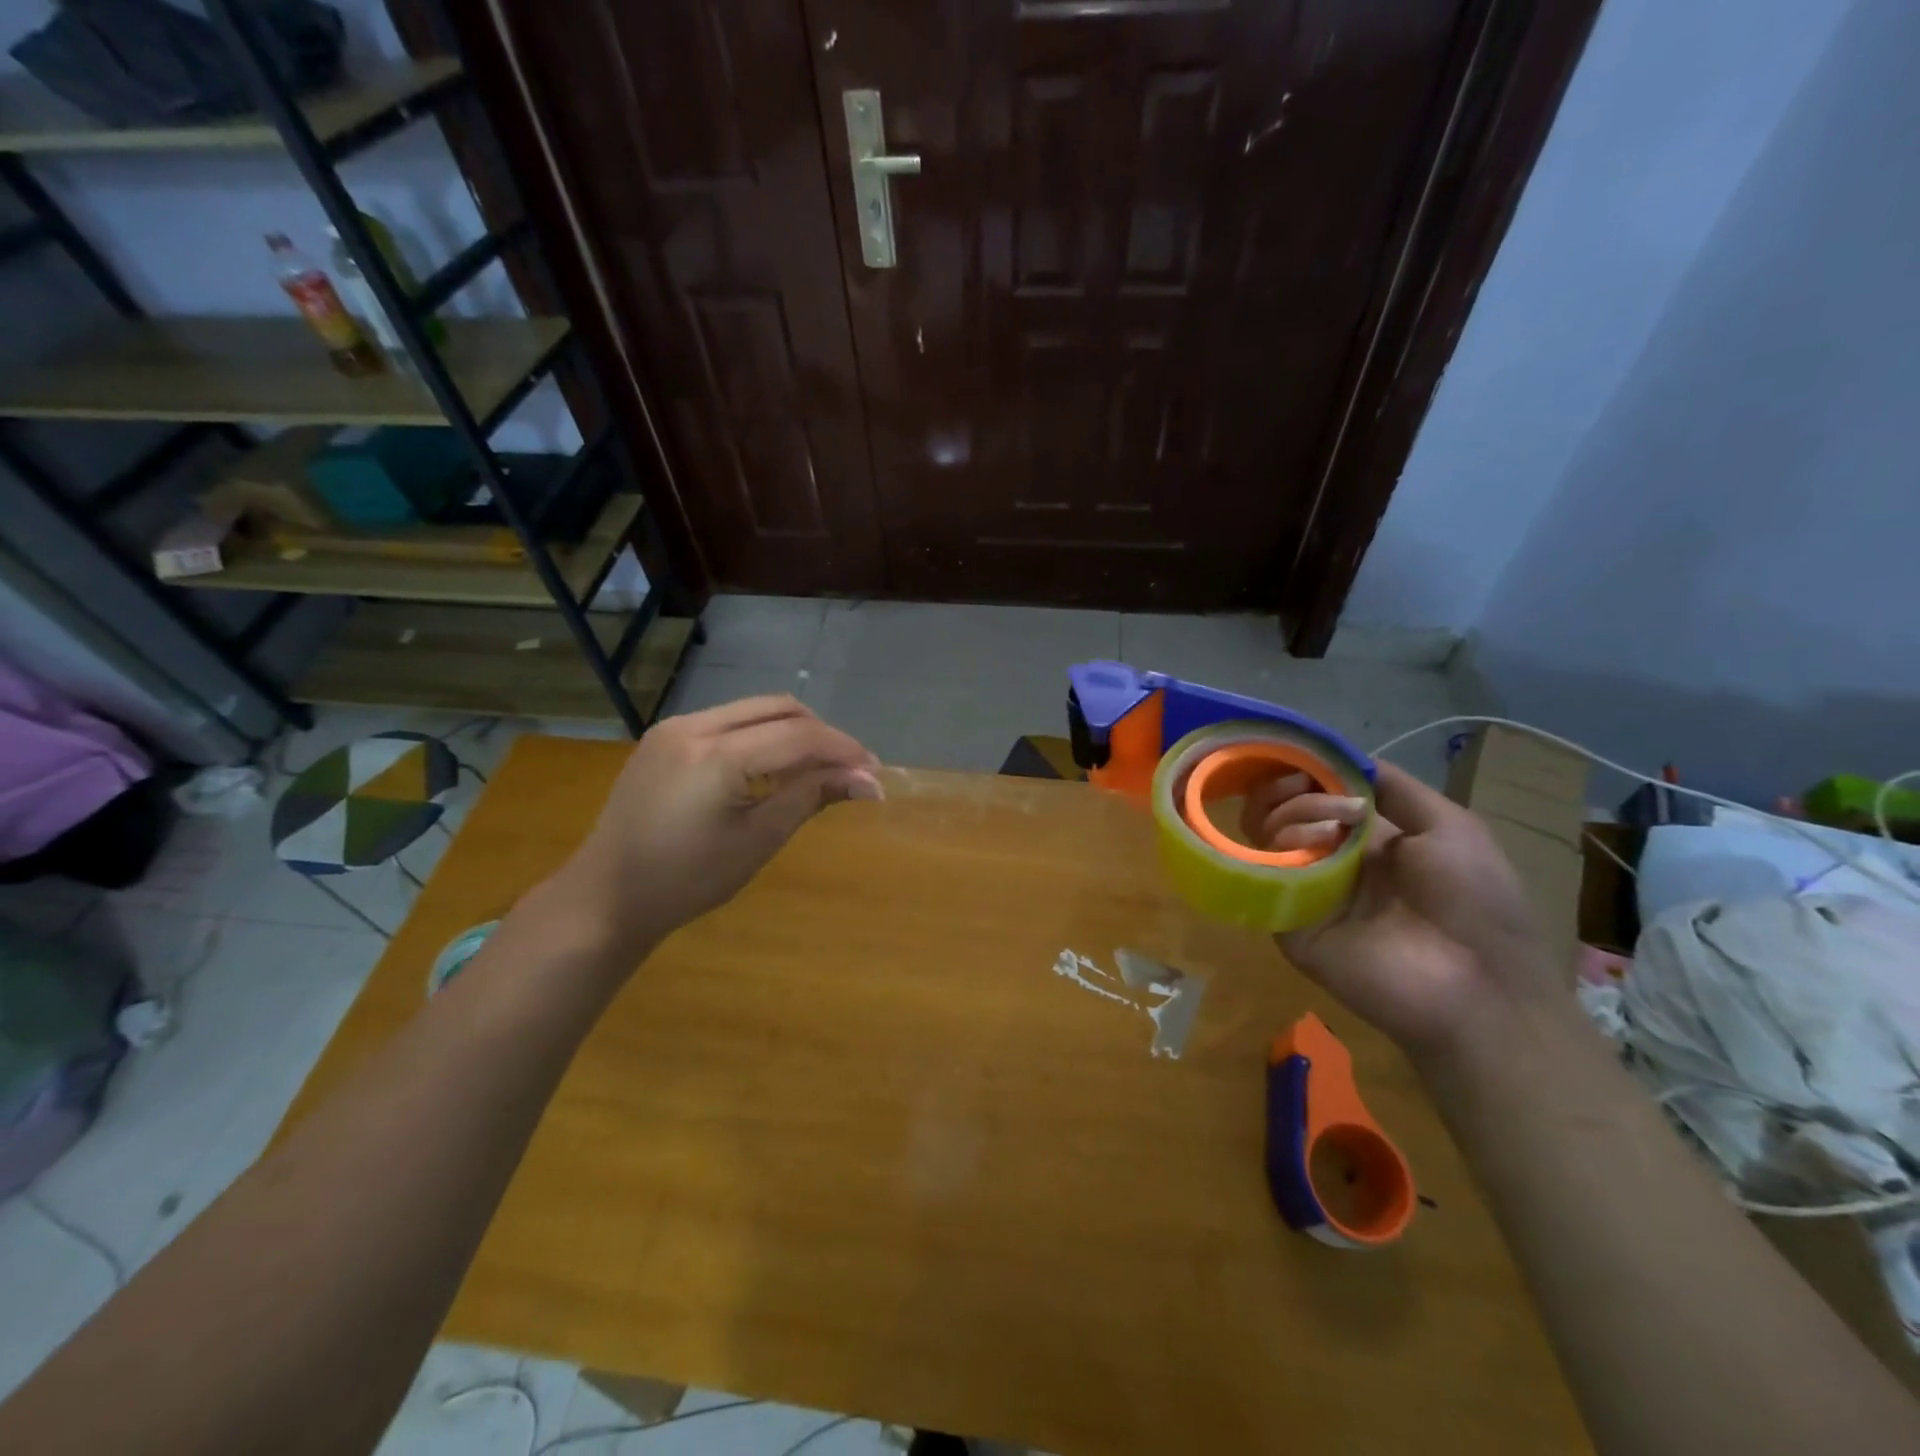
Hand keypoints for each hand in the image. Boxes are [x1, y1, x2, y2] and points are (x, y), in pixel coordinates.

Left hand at [552, 696, 880, 958]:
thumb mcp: (756, 842)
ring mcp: (675, 727)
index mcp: (716, 757)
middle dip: (822, 734)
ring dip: (793, 732)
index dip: (843, 749)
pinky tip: (772, 768)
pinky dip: (762, 736)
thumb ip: (810, 798)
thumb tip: (866, 781)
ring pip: (755, 709)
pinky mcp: (666, 736)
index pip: (798, 736)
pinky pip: (729, 721)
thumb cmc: (685, 881)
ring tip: (815, 770)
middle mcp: (694, 726)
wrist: (606, 895)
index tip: (874, 773)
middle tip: (848, 770)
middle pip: (780, 709)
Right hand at [1241, 761, 1557, 1052]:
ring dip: (1292, 813)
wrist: (1478, 987)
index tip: (1303, 755)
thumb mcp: (1451, 828)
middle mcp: (1328, 861)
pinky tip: (1312, 846)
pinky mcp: (1286, 922)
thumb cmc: (1476, 902)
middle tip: (1306, 785)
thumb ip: (1398, 789)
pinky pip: (1264, 875)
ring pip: (1267, 835)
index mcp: (1366, 841)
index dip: (1305, 771)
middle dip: (1290, 787)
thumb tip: (1343, 758)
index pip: (1314, 796)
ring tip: (1330, 825)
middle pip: (1281, 811)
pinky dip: (1281, 849)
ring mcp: (1304, 891)